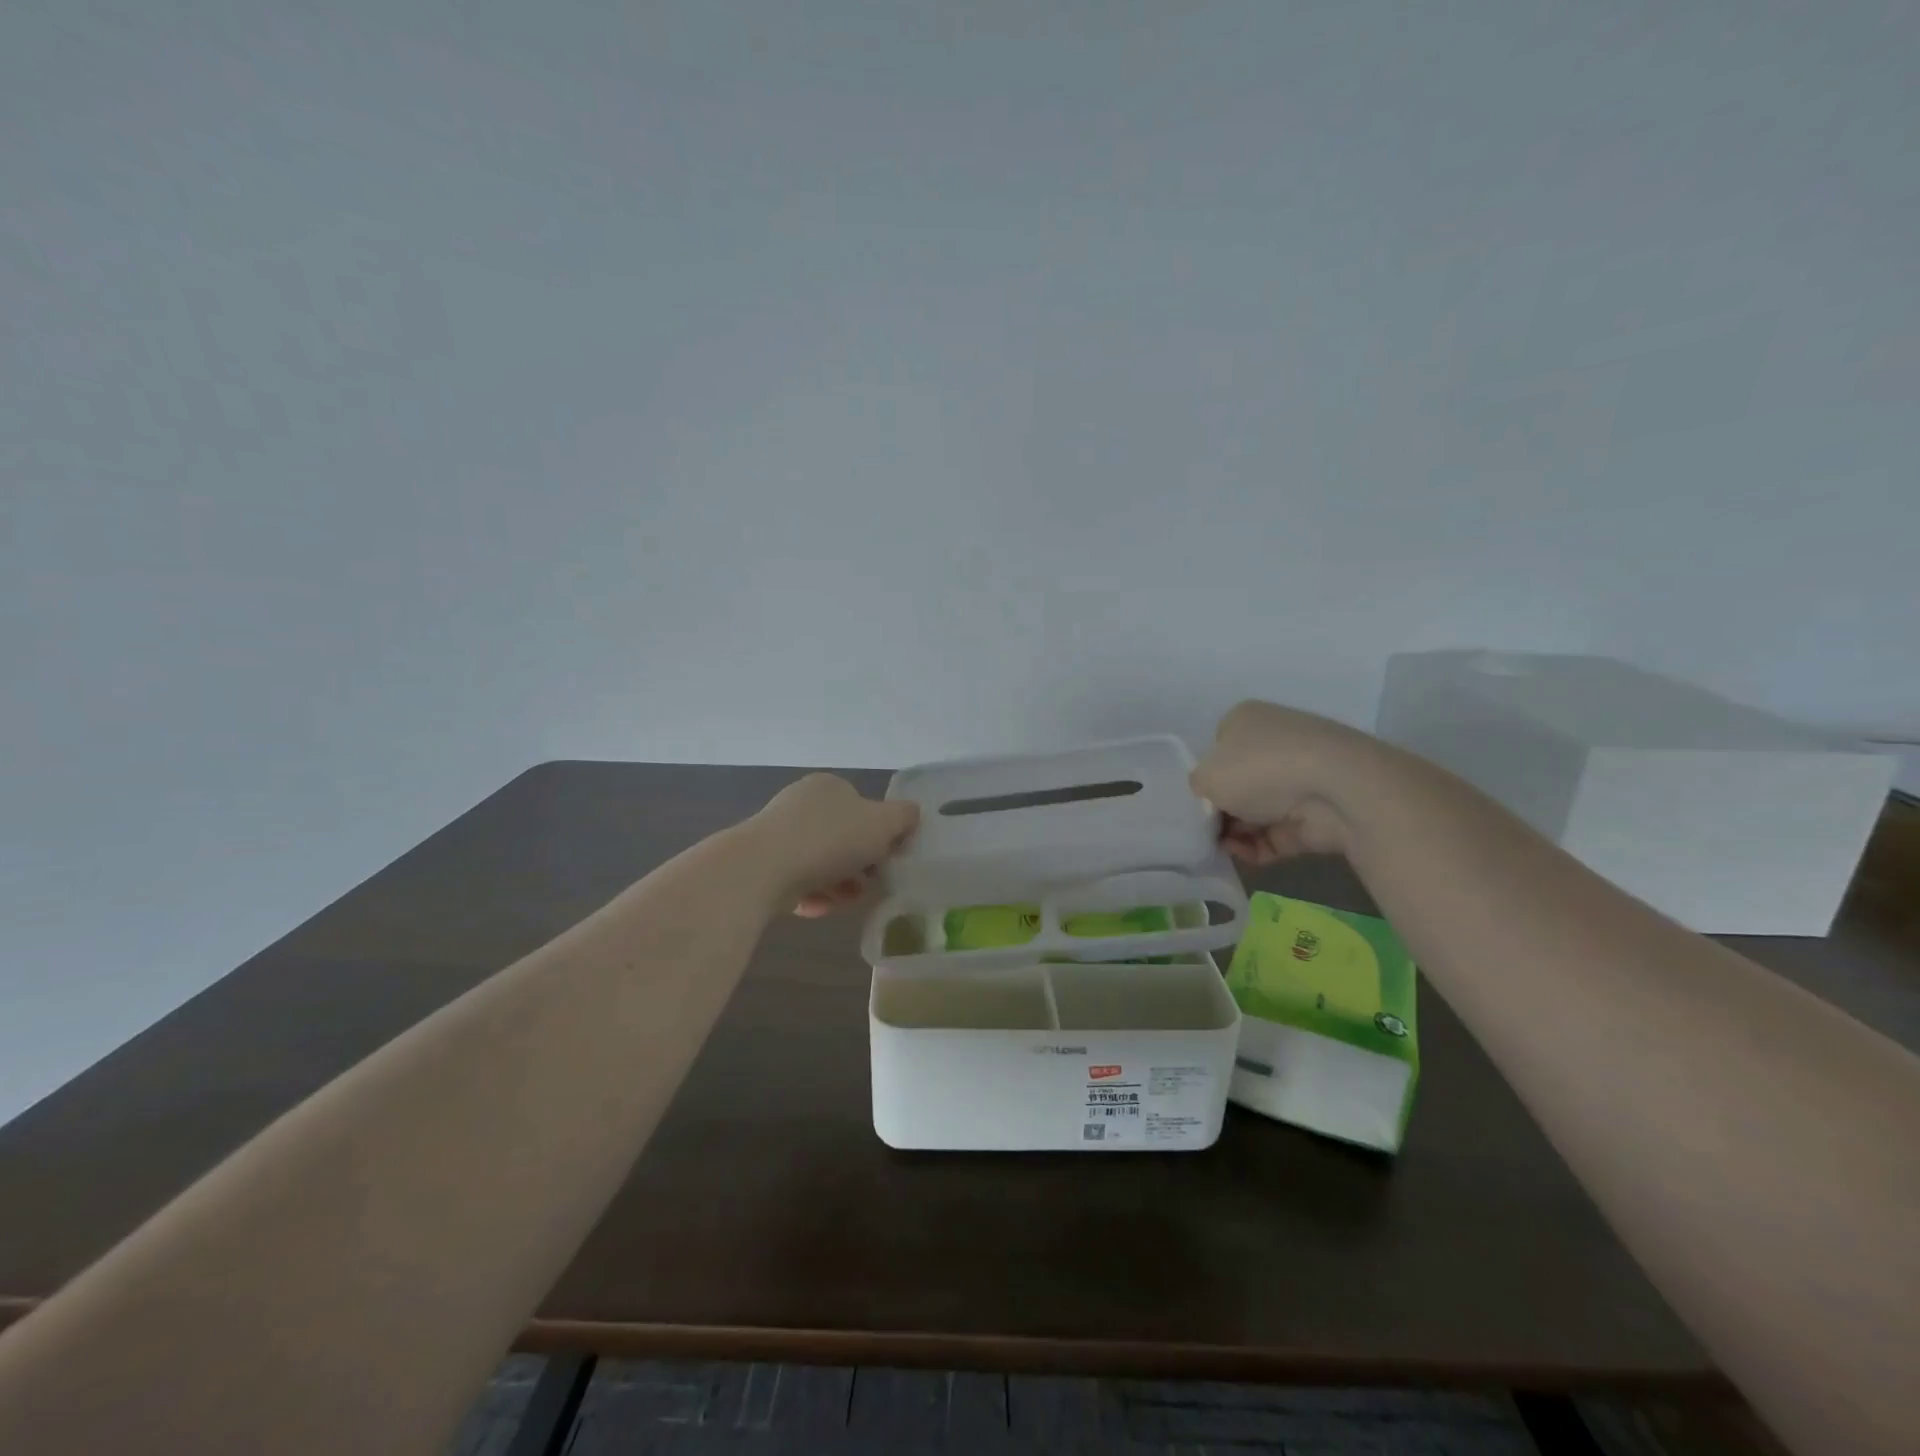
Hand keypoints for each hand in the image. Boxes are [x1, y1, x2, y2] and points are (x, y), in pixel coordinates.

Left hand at [747, 774, 920, 916]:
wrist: (762, 868)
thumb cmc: (830, 838)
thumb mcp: (883, 823)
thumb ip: (905, 817)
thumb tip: (911, 816)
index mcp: (829, 786)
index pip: (863, 807)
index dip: (880, 834)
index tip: (889, 858)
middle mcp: (801, 805)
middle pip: (843, 838)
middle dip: (860, 865)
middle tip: (870, 884)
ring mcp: (778, 835)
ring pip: (821, 864)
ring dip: (839, 884)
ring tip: (847, 901)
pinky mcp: (762, 866)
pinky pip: (798, 882)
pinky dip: (813, 895)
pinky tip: (819, 908)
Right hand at [1188, 700, 1380, 862]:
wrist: (1337, 790)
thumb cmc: (1259, 769)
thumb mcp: (1205, 775)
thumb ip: (1198, 786)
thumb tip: (1212, 797)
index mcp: (1248, 720)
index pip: (1219, 746)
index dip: (1206, 774)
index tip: (1198, 799)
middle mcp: (1276, 742)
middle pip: (1239, 782)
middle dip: (1222, 809)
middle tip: (1207, 829)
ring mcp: (1300, 778)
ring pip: (1259, 810)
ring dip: (1238, 831)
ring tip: (1224, 848)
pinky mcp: (1317, 813)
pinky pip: (1279, 833)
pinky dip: (1260, 846)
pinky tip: (1246, 856)